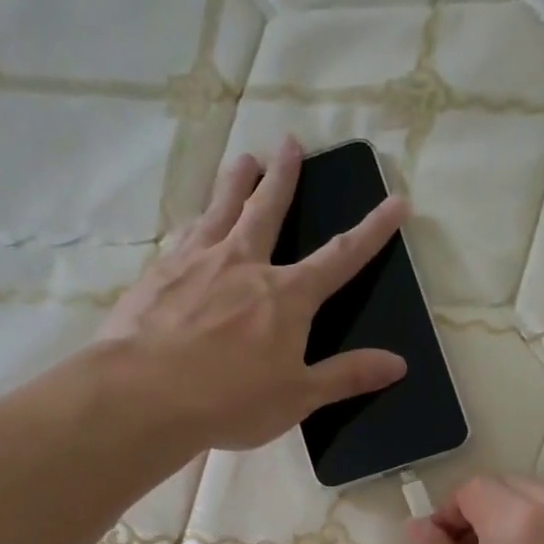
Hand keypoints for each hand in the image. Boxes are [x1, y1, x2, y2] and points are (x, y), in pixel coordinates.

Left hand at [97, 136, 409, 450]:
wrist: (144, 395)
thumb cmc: (230, 401)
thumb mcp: (298, 397)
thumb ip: (346, 376)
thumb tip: (399, 364)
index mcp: (286, 296)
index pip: (341, 257)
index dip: (372, 231)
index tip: (395, 202)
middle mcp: (244, 265)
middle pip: (269, 211)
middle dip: (284, 178)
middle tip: (290, 143)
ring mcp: (197, 263)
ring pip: (222, 211)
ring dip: (236, 183)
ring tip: (244, 159)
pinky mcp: (159, 274)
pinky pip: (184, 236)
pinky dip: (196, 221)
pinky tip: (193, 220)